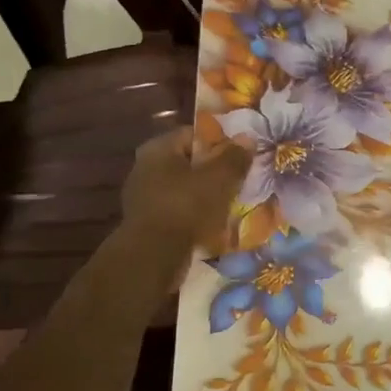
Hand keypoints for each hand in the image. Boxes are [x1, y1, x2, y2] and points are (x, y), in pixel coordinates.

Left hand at [121, 129, 248, 255]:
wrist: (154, 256)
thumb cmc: (187, 206)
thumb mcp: (220, 177)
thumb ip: (235, 156)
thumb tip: (247, 138)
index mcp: (158, 149)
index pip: (194, 135)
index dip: (221, 142)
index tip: (241, 154)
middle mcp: (145, 167)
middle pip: (189, 162)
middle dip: (214, 170)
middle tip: (240, 179)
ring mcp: (143, 197)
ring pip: (185, 188)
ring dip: (206, 194)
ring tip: (231, 202)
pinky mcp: (147, 222)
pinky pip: (178, 210)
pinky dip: (196, 214)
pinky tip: (214, 223)